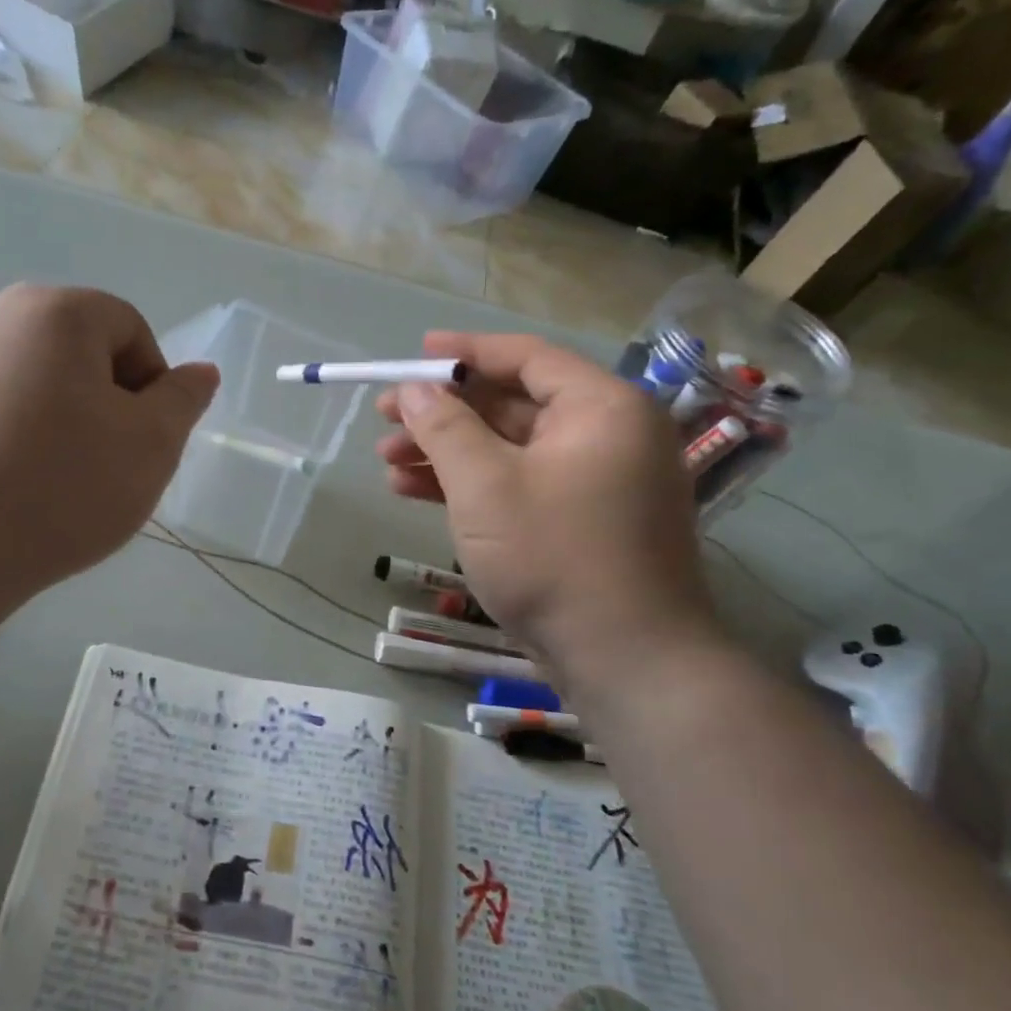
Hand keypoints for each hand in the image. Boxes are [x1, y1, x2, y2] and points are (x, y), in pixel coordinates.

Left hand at [0, 285, 216, 617]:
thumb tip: (201, 372)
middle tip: (104, 466)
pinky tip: (9, 489)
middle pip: (82, 353)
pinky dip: (15, 439)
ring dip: (62, 424)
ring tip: (55, 484)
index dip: (150, 388)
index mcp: (57, 311)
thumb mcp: (150, 447)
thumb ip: (182, 401)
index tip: (138, 444)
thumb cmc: (59, 489)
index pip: (132, 331)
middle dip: (106, 405)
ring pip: (38, 384)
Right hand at [376, 331, 718, 685]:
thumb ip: (444, 427)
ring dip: (447, 453)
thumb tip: (413, 388)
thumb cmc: (554, 556)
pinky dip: (471, 485)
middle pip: (512, 404)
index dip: (465, 351)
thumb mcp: (485, 485)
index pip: (527, 357)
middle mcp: (607, 434)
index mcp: (601, 408)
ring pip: (510, 449)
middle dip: (444, 412)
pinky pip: (519, 485)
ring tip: (387, 462)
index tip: (414, 352)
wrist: (625, 659)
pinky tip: (414, 491)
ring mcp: (596, 482)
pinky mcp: (580, 521)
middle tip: (385, 417)